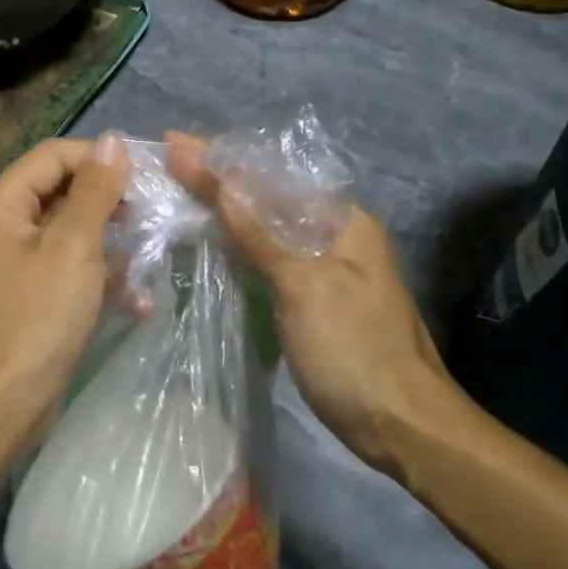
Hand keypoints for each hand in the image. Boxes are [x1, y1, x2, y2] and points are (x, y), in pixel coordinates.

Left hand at [0, 134, 130, 438]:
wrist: (4, 403)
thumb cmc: (38, 318)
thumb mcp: (73, 247)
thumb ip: (94, 191)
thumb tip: (113, 141)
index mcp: (1, 207)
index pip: (53, 157)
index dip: (100, 160)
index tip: (146, 179)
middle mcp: (2, 230)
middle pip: (62, 195)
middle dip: (110, 205)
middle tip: (153, 217)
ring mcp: (15, 268)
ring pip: (72, 238)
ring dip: (112, 247)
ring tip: (151, 259)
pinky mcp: (31, 301)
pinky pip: (69, 274)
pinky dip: (101, 282)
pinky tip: (139, 302)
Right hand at [165, 131, 462, 475]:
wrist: (401, 424)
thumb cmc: (354, 351)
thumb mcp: (306, 287)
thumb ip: (263, 234)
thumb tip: (223, 181)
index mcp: (342, 222)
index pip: (272, 176)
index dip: (220, 161)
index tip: (172, 144)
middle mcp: (336, 236)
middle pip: (269, 197)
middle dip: (219, 181)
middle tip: (167, 165)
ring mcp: (326, 270)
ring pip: (267, 229)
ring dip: (225, 212)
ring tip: (177, 194)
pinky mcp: (314, 301)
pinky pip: (268, 260)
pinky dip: (237, 248)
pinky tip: (211, 245)